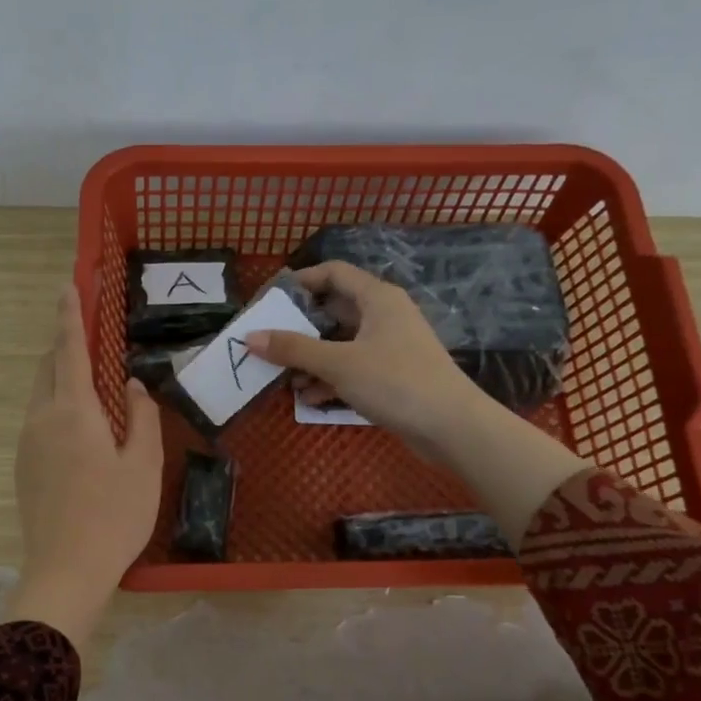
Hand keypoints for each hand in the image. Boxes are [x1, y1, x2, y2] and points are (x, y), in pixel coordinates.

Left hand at [10, 283, 162, 642]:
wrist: (65, 571)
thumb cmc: (114, 516)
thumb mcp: (143, 466)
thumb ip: (141, 417)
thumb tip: (130, 385)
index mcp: (72, 412)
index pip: (69, 350)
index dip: (70, 315)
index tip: (68, 285)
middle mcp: (41, 419)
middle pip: (49, 369)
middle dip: (65, 345)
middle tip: (90, 336)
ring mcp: (27, 444)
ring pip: (42, 395)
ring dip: (62, 378)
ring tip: (92, 384)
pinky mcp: (23, 467)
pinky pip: (39, 420)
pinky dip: (57, 406)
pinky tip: (81, 429)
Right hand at [244, 261, 481, 465]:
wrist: (451, 426)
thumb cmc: (395, 381)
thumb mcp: (338, 363)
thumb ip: (293, 349)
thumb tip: (249, 337)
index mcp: (377, 298)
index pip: (333, 273)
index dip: (301, 281)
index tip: (270, 300)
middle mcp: (384, 315)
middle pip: (333, 310)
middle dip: (300, 329)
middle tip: (269, 343)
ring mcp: (389, 346)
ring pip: (341, 343)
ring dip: (312, 359)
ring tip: (284, 378)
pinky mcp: (391, 375)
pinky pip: (352, 367)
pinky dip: (329, 378)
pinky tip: (308, 398)